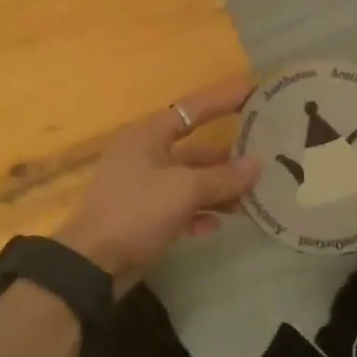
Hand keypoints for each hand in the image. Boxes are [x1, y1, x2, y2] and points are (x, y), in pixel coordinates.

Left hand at [54, 78, 260, 288]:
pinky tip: (219, 224)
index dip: (225, 99)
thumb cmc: (136, 211)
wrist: (92, 264)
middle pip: (194, 149)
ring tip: (251, 197)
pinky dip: (200, 213)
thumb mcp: (184, 190)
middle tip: (264, 155)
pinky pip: (180, 208)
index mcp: (148, 136)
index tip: (255, 92)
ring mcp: (143, 187)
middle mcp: (145, 156)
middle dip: (227, 156)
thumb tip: (256, 165)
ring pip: (190, 181)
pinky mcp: (144, 217)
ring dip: (218, 189)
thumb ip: (223, 177)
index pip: (193, 108)